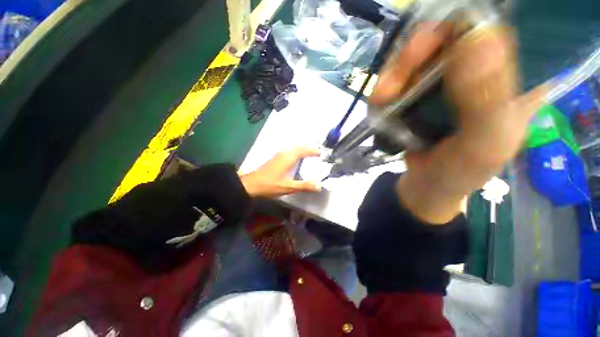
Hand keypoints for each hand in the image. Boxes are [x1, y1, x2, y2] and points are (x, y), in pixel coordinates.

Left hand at [240, 147, 321, 197]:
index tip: (322, 152)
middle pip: (299, 147)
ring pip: (294, 148)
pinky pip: (290, 151)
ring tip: (311, 154)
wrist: (250, 185)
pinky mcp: (275, 158)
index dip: (313, 151)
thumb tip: (319, 185)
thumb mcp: (288, 187)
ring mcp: (279, 155)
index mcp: (288, 157)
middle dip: (309, 148)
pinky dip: (297, 152)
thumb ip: (304, 186)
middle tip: (319, 152)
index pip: (304, 150)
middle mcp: (284, 153)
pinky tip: (298, 158)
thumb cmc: (269, 185)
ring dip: (303, 149)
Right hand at [371, 24, 546, 223]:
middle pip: (447, 33)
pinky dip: (385, 86)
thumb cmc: (462, 171)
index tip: (433, 45)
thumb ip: (487, 99)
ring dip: (393, 74)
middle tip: (393, 82)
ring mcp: (445, 78)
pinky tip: (381, 102)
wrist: (427, 184)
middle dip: (415, 53)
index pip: (496, 28)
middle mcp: (481, 68)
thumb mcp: (483, 142)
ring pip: (417, 53)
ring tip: (382, 98)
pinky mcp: (419, 91)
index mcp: (513, 78)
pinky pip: (399, 75)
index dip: (462, 26)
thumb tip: (479, 39)